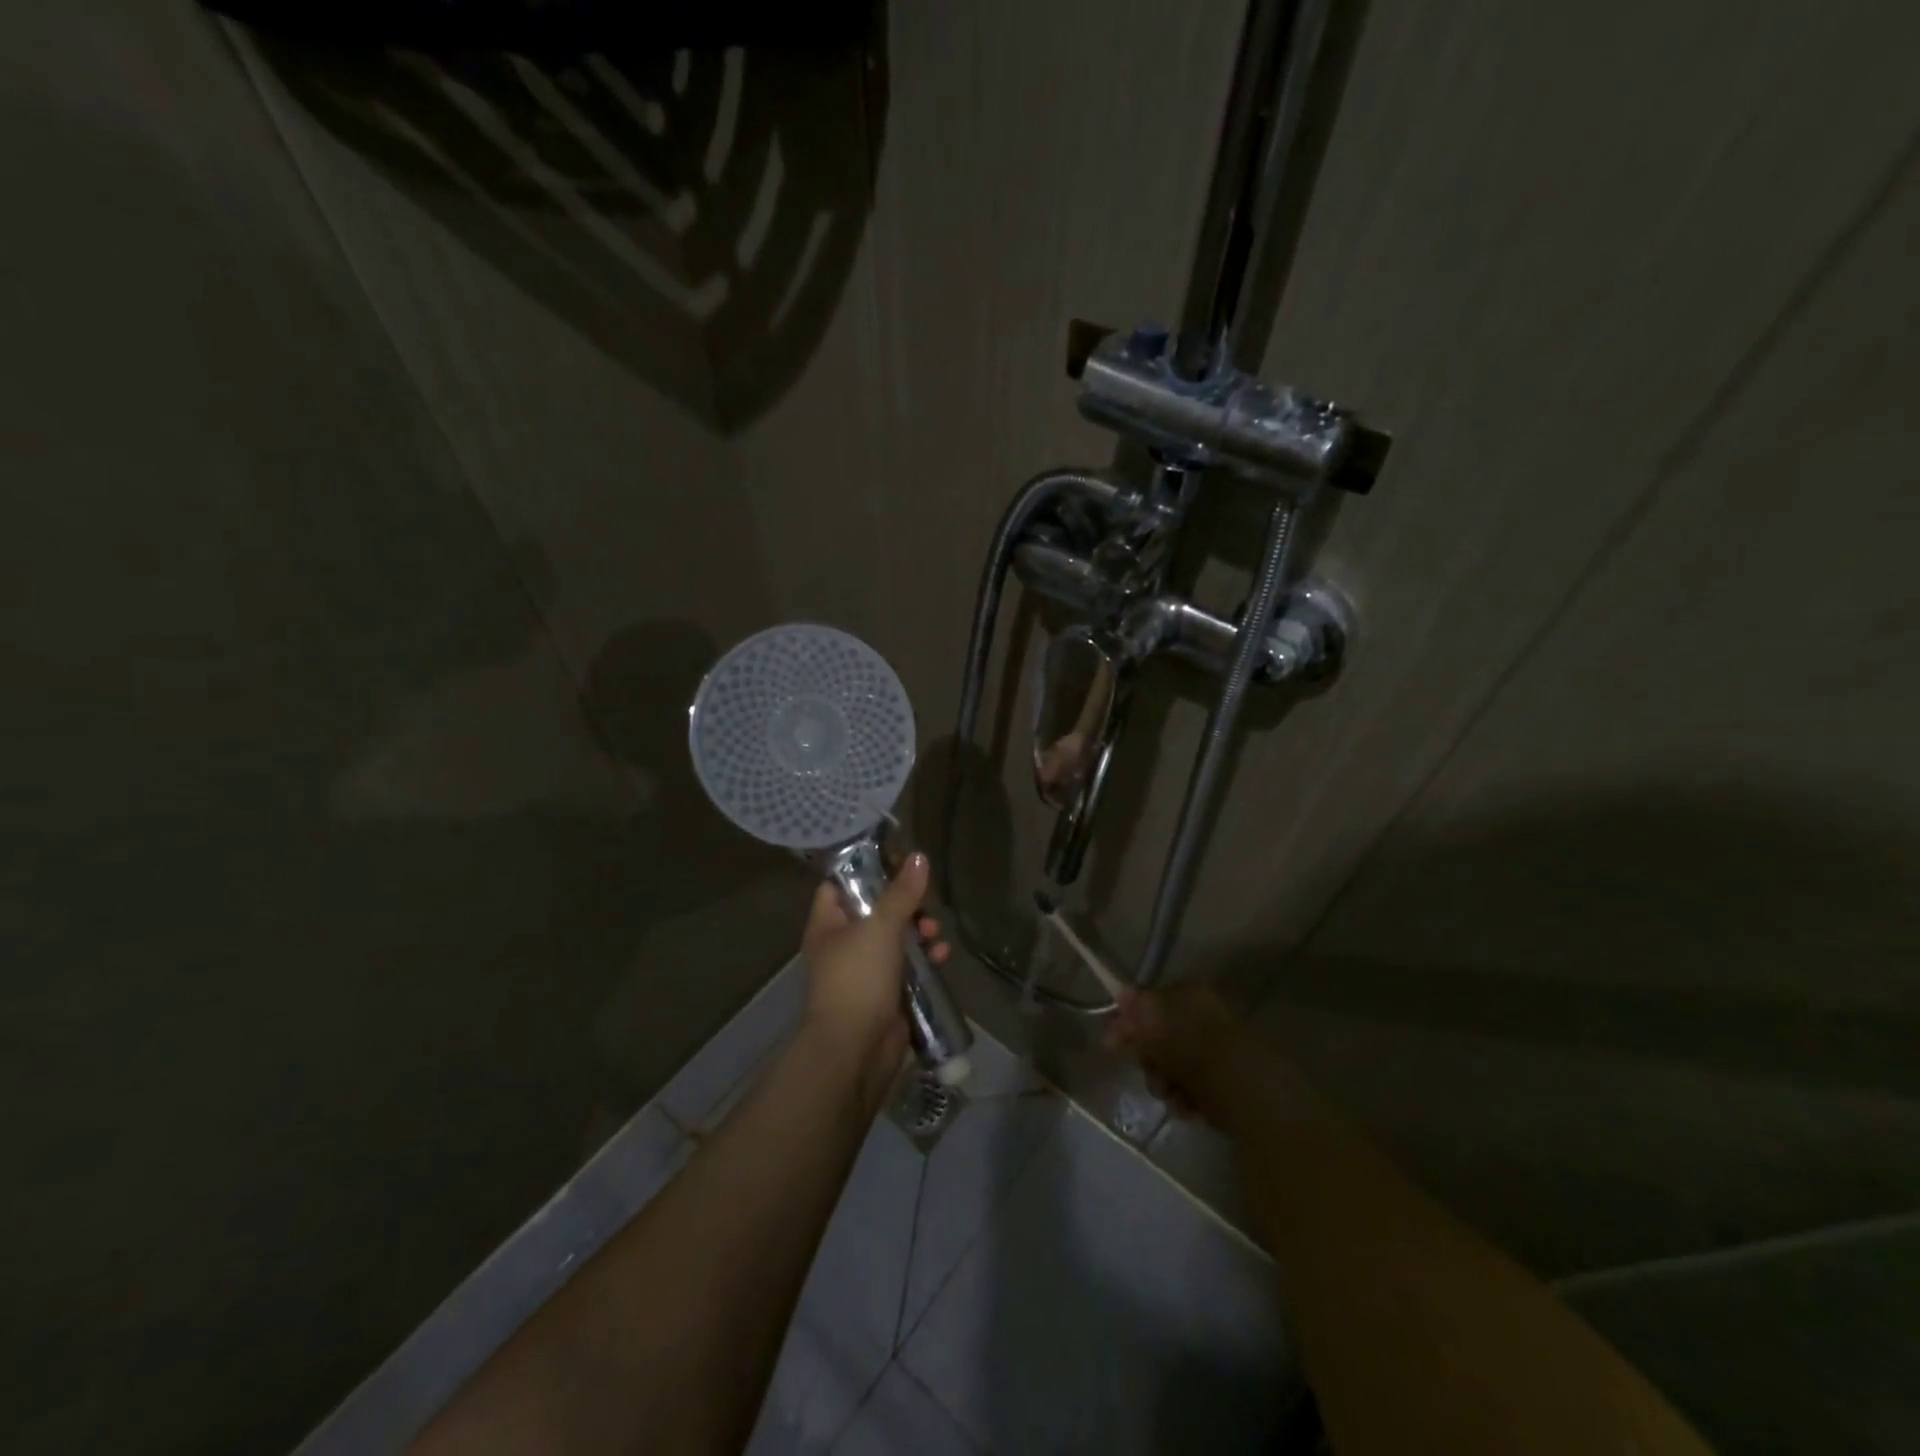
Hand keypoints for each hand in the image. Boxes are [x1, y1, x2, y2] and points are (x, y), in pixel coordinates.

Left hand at [800, 852, 949, 1106]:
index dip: (864, 871)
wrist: (855, 1050)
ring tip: (935, 934)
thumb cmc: (858, 978)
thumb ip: (902, 893)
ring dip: (920, 933)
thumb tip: (919, 856)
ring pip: (896, 939)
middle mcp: (843, 945)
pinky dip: (926, 960)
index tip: (896, 861)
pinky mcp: (886, 994)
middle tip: (926, 904)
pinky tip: (943, 956)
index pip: (839, 885)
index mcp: (828, 925)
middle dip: (905, 905)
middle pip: (876, 911)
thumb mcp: (880, 927)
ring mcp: (864, 972)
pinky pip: (908, 968)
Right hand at [1103, 981, 1253, 1127]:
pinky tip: (1188, 1108)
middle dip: (1148, 1060)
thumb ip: (1137, 1010)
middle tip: (1148, 1071)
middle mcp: (1203, 1016)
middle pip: (1158, 1037)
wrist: (1247, 1093)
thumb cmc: (1195, 1051)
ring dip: (1164, 1082)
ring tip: (1171, 1095)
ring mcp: (1215, 1050)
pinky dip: (1185, 1097)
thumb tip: (1122, 993)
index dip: (1128, 1023)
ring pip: (1172, 1065)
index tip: (1111, 1045)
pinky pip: (1192, 1085)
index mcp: (1189, 995)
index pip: (1147, 1003)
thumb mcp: (1156, 1025)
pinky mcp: (1225, 1081)